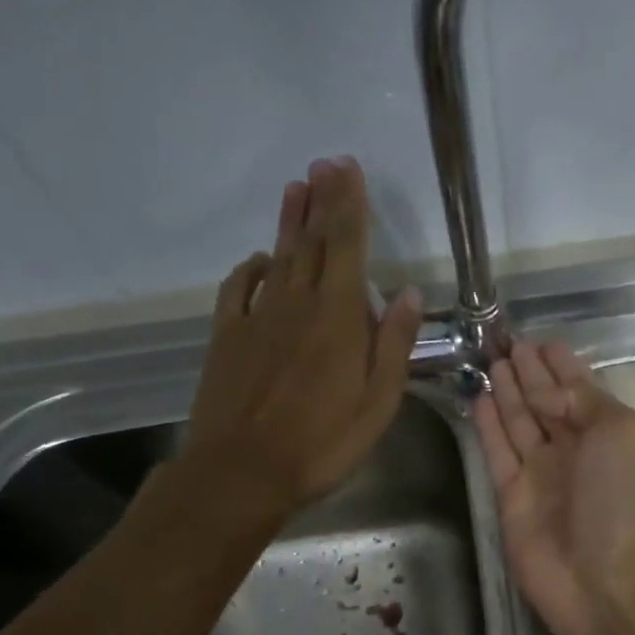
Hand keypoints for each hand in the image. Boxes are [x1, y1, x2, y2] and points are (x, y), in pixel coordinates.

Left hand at [177, 156, 422, 529]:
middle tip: (325, 163)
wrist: (242, 472)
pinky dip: (250, 268)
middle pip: (310, 242)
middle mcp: (296, 304)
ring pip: (277, 258)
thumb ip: (393, 344)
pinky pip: (238, 289)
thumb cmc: (322, 443)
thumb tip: (407, 292)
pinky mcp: (228, 337)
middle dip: (321, 201)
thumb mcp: (378, 403)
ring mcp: (256, 318)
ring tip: (296, 188)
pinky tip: (258, 259)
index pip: (345, 246)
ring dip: (288, 222)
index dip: (348, 204)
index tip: (348, 169)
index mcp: (337, 317)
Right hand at [473, 340, 634, 634]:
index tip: (541, 340)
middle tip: (507, 342)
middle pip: (546, 401)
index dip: (561, 365)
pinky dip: (489, 424)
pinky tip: (480, 398)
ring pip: (520, 421)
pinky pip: (497, 450)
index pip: (580, 388)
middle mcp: (573, 449)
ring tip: (491, 361)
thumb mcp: (619, 432)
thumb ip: (581, 400)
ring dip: (509, 391)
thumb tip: (545, 391)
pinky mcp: (511, 495)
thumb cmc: (619, 501)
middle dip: (531, 373)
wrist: (601, 579)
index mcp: (607, 432)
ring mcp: (541, 472)